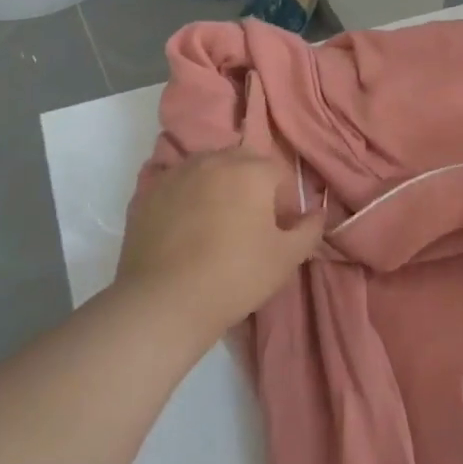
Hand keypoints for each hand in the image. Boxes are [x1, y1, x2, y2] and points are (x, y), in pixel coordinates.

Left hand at [114, 147, 324, 337]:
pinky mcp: (146, 194)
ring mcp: (175, 174)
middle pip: (241, 163)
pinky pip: (177, 187)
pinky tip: (185, 230)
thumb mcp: (287, 258)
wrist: (165, 302)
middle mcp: (212, 161)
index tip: (279, 228)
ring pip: (206, 170)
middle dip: (251, 186)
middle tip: (250, 224)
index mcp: (250, 170)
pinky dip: (186, 199)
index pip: (278, 172)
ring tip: (215, 225)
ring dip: (217, 188)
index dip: (284, 200)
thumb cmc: (236, 276)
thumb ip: (309, 229)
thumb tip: (316, 212)